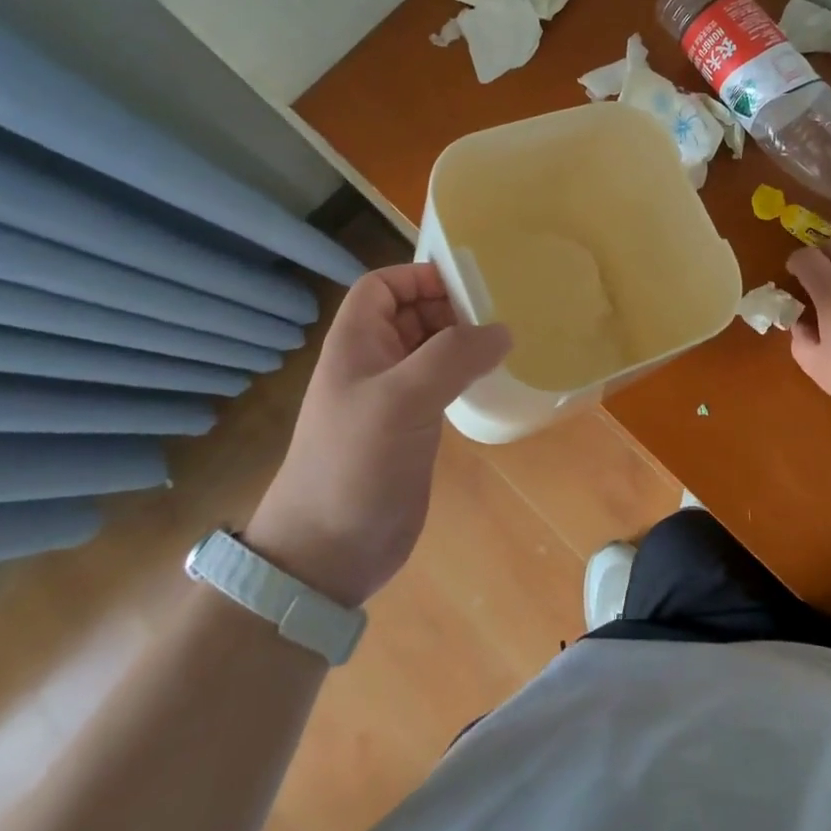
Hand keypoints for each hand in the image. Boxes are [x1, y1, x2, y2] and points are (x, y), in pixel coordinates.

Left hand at [245, 264, 509, 606]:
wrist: (326, 554)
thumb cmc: (355, 462)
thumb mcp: (402, 399)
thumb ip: (453, 356)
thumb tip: (502, 331)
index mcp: (356, 343)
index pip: (382, 286)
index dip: (419, 276)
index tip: (467, 284)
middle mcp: (373, 362)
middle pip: (411, 313)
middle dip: (450, 305)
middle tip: (497, 314)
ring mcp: (392, 397)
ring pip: (430, 348)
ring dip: (462, 340)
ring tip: (503, 342)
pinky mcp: (410, 428)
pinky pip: (441, 383)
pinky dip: (465, 373)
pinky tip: (491, 378)